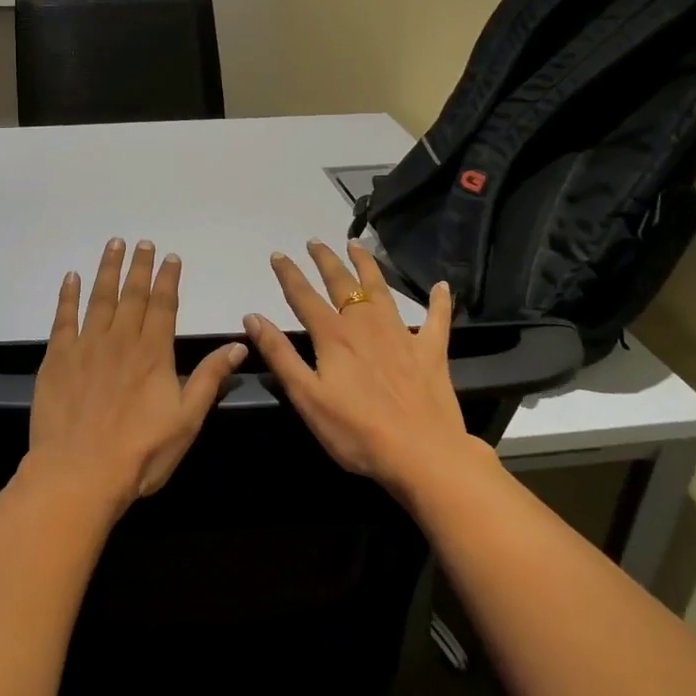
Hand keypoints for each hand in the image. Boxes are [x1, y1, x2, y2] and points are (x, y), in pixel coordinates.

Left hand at [27, 239, 247, 512]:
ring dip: (107, 269)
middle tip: (142, 242)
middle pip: (132, 294)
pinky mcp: (57, 357)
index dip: (167, 279)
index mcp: (153, 352)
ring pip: (99, 297)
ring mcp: (86, 345)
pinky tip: (71, 277)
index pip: (163, 305)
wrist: (79, 473)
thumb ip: (209, 378)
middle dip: (139, 266)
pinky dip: (68, 295)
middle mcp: (121, 339)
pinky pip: (64, 317)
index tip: (170, 257)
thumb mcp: (187, 420)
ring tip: (113, 244)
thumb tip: (239, 344)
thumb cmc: (140, 452)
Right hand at [244, 239, 472, 493]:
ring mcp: (401, 335)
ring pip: (381, 290)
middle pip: (342, 284)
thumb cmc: (356, 431)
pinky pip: (437, 320)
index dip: (289, 274)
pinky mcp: (431, 352)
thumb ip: (279, 354)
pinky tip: (442, 286)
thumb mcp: (306, 396)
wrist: (422, 454)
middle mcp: (366, 325)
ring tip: (357, 246)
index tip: (278, 254)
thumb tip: (253, 317)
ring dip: (367, 265)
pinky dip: (439, 301)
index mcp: (334, 336)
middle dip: (326, 260)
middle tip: (315, 241)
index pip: (304, 296)